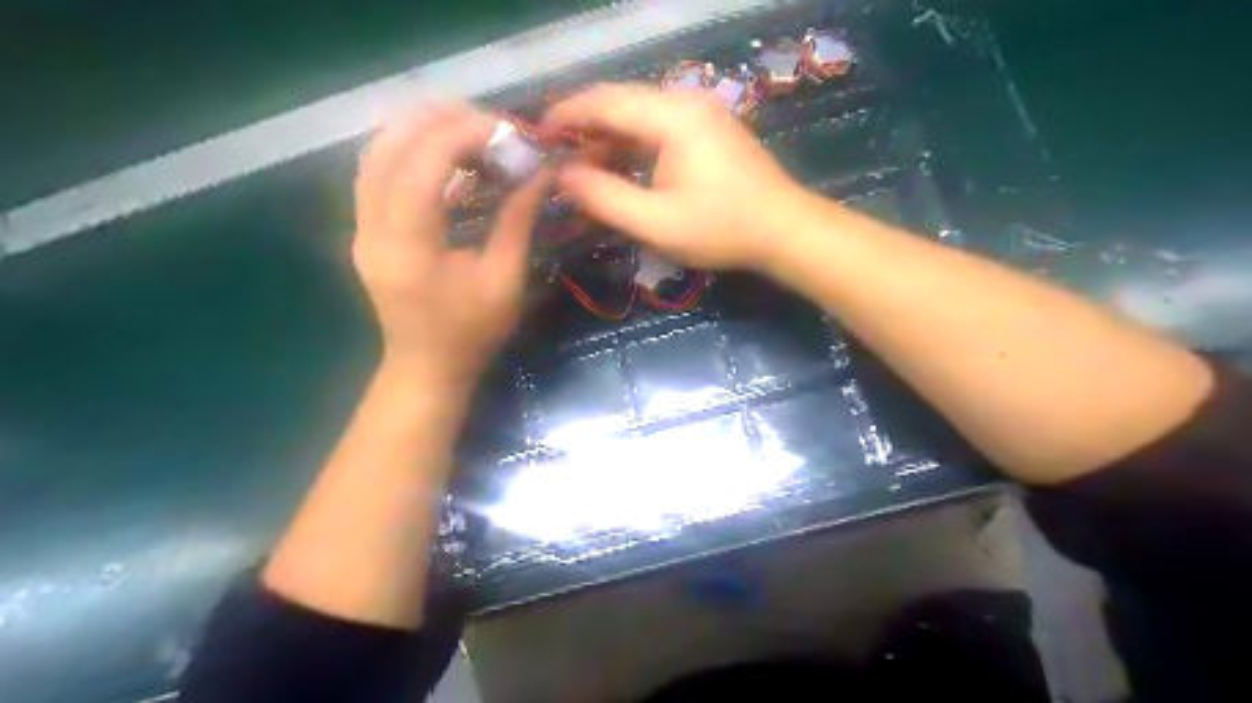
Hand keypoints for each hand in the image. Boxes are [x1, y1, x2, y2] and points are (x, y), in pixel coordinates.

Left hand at [353, 102, 549, 386]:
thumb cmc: (471, 333)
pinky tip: (447, 157)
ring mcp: (361, 226)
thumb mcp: (504, 279)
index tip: (509, 131)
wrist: (426, 369)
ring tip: (471, 131)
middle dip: (442, 121)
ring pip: (377, 152)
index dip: (466, 133)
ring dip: (422, 130)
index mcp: (407, 244)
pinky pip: (378, 171)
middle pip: (389, 144)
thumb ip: (518, 219)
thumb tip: (542, 171)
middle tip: (491, 124)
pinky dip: (411, 151)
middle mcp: (371, 226)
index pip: (424, 162)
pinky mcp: (365, 229)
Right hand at [545, 80, 816, 268]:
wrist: (784, 229)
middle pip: (621, 101)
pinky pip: (658, 125)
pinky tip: (619, 165)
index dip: (566, 114)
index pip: (605, 101)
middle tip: (554, 153)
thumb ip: (605, 198)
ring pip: (639, 113)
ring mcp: (701, 112)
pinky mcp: (709, 127)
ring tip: (581, 165)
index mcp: (672, 117)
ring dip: (607, 135)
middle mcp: (685, 101)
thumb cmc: (722, 229)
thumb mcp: (656, 223)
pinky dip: (632, 142)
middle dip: (583, 124)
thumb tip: (562, 177)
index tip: (536, 134)